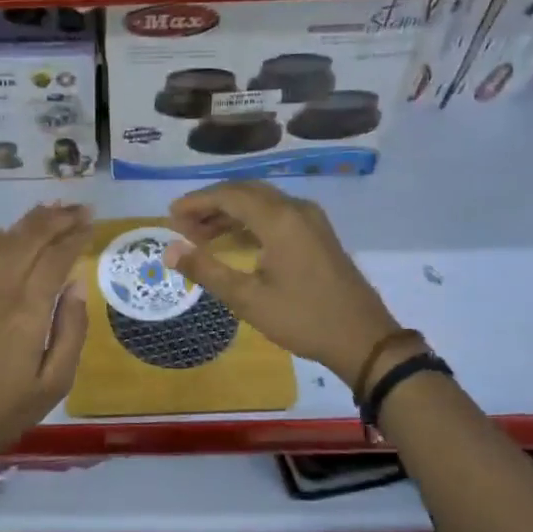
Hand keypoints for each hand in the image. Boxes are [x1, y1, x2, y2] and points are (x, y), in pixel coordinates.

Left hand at [0, 202, 91, 456]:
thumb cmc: (10, 407)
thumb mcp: (57, 380)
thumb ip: (72, 328)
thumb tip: (74, 283)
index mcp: (26, 312)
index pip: (55, 258)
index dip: (75, 236)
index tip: (91, 223)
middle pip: (27, 239)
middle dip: (56, 219)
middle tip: (78, 209)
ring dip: (26, 222)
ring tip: (49, 212)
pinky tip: (5, 235)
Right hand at [164, 182, 417, 385]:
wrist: (363, 339)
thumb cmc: (302, 318)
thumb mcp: (247, 299)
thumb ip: (206, 270)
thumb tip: (169, 250)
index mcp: (279, 219)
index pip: (229, 195)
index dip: (196, 202)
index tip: (169, 217)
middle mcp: (296, 210)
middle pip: (245, 192)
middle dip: (210, 205)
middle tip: (181, 226)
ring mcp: (311, 221)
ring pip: (261, 203)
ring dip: (229, 214)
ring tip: (199, 236)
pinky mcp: (318, 235)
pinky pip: (276, 215)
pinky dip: (249, 222)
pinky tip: (233, 242)